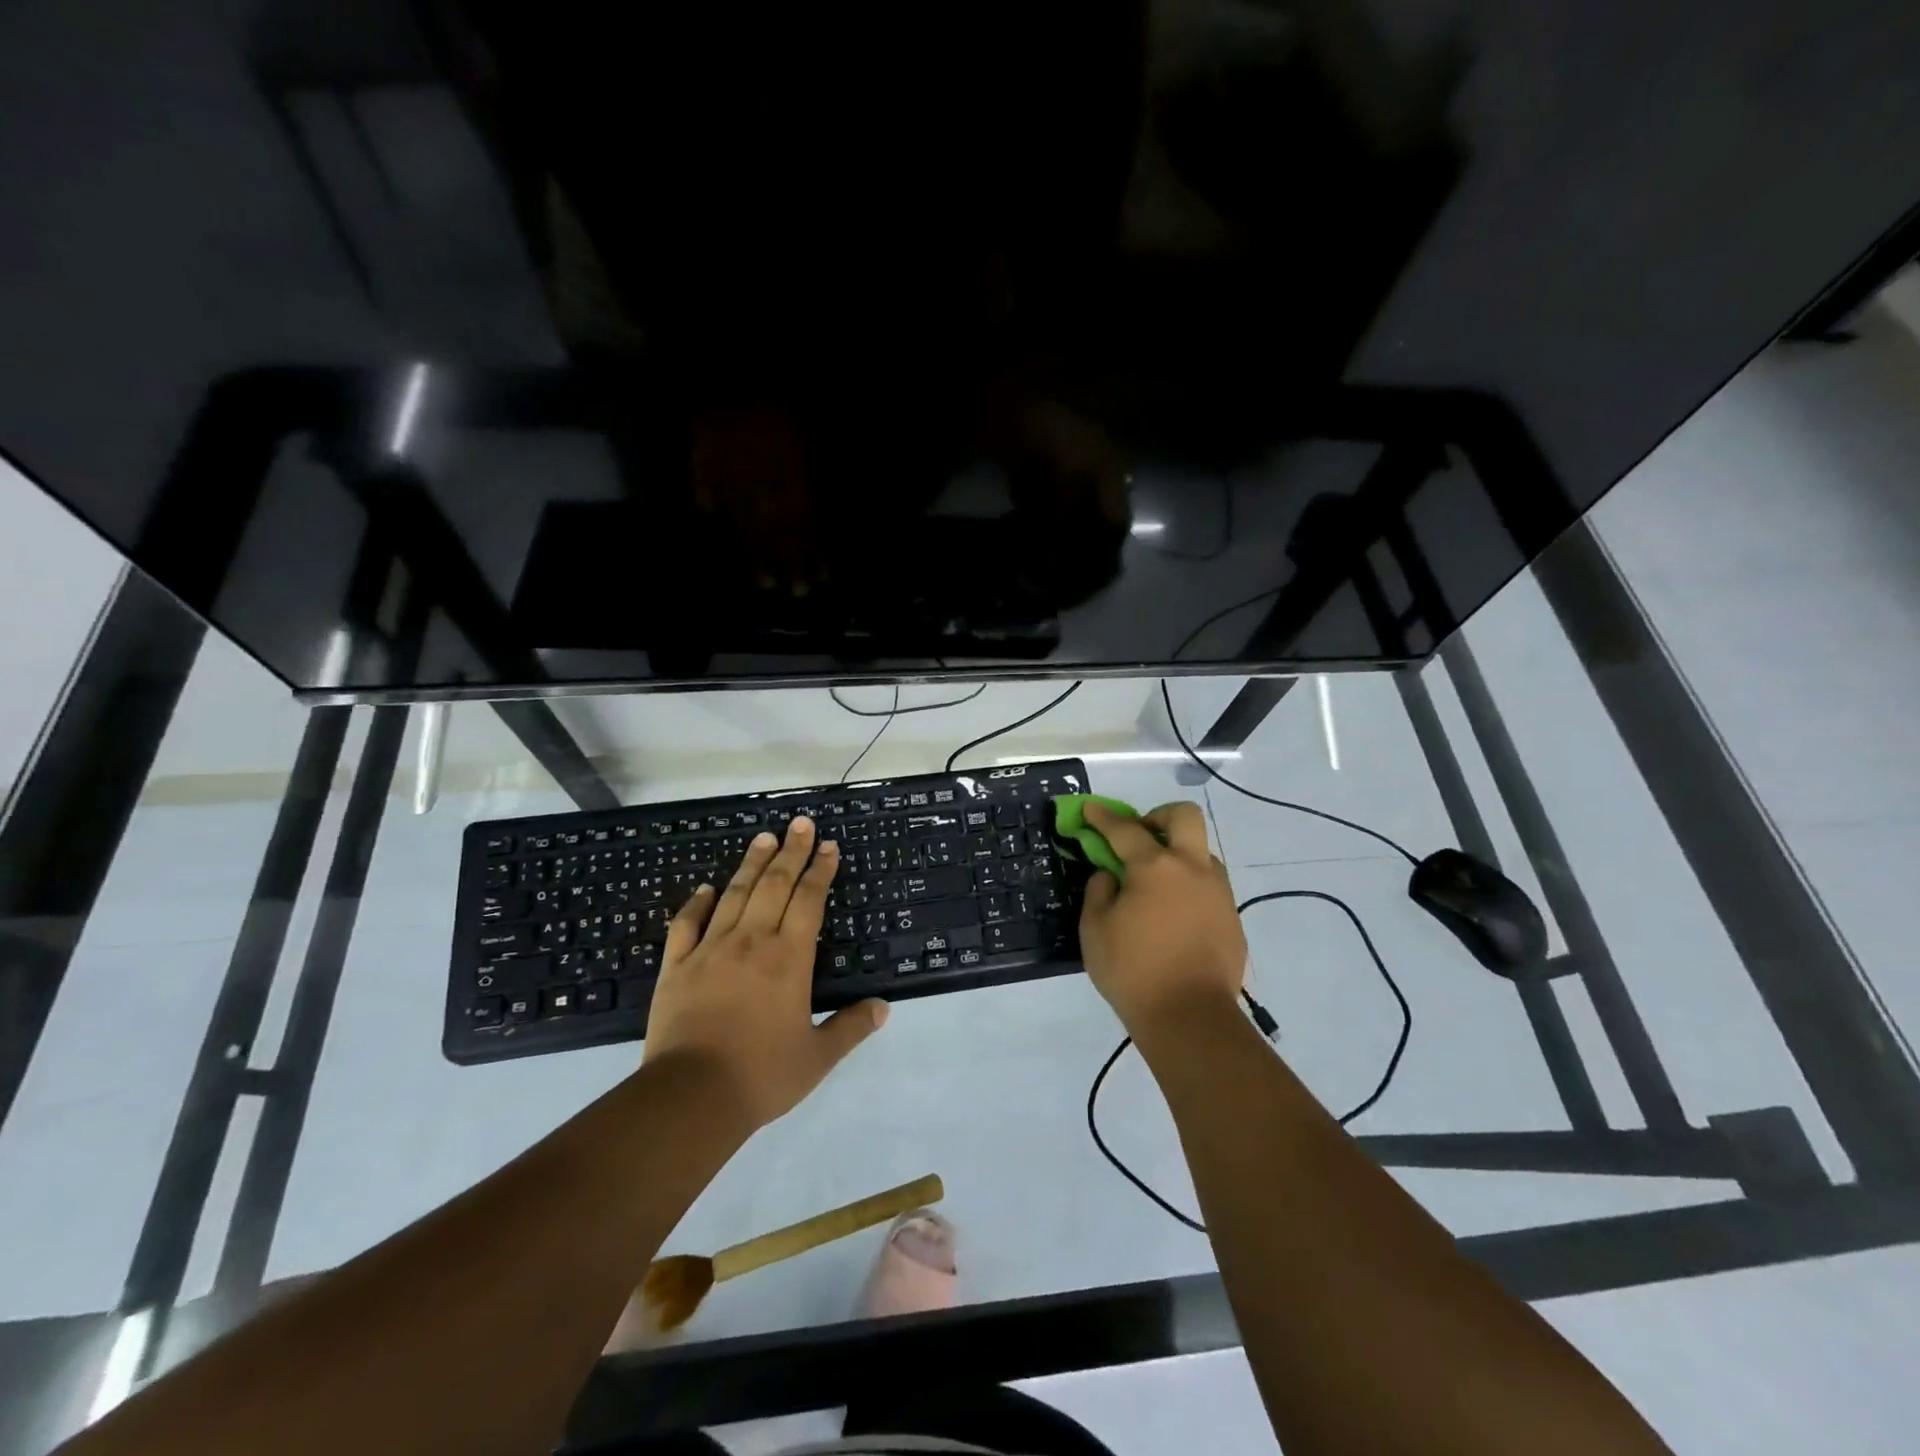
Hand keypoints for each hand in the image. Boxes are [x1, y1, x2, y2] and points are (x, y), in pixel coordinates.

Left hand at [643, 817, 887, 1127]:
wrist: (690, 1096)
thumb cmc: (761, 1075)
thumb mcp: (817, 1057)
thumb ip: (851, 1027)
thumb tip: (884, 1008)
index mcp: (789, 958)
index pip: (809, 900)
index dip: (821, 871)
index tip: (828, 846)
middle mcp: (752, 942)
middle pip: (774, 885)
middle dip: (791, 852)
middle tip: (800, 824)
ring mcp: (710, 950)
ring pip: (735, 895)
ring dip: (751, 864)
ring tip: (763, 837)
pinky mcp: (676, 967)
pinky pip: (687, 924)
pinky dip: (697, 903)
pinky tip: (705, 888)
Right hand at [1078, 801, 1245, 1039]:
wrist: (1190, 1018)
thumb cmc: (1132, 971)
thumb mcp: (1094, 929)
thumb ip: (1099, 891)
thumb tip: (1111, 875)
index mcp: (1155, 867)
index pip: (1125, 829)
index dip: (1103, 817)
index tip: (1090, 808)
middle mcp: (1192, 869)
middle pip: (1184, 817)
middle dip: (1159, 816)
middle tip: (1140, 835)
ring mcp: (1218, 892)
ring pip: (1202, 852)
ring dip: (1178, 853)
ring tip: (1156, 883)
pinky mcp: (1232, 918)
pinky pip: (1210, 886)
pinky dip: (1189, 886)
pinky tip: (1174, 914)